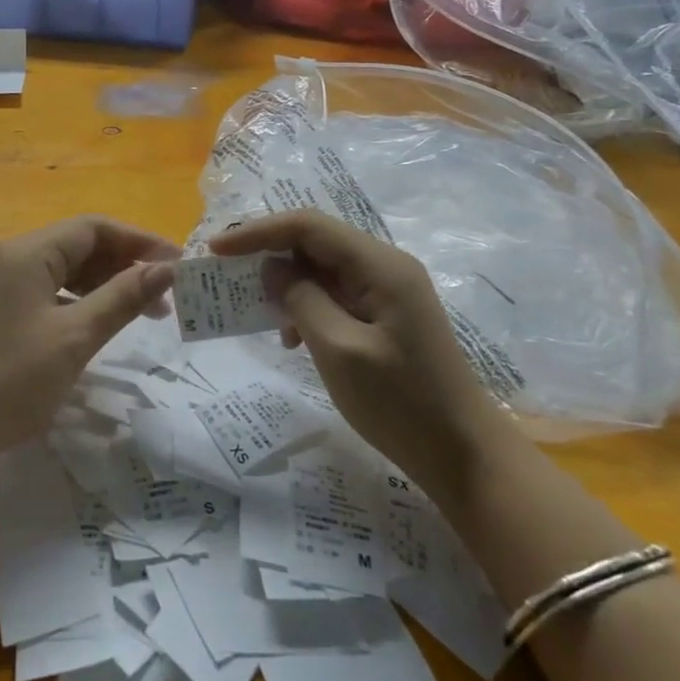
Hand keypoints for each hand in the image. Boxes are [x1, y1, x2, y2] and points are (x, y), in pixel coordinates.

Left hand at [0, 216, 177, 472]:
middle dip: (124, 264)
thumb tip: (168, 268)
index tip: (177, 264)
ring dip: (103, 284)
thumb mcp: (75, 338)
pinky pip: (45, 291)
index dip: (138, 241)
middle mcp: (9, 258)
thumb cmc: (11, 381)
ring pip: (63, 270)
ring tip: (142, 312)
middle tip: (164, 296)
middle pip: (77, 245)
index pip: (93, 227)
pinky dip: (77, 301)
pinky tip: (98, 323)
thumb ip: (123, 298)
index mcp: (26, 253)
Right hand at [210, 210, 491, 465]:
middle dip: (268, 252)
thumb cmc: (402, 404)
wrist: (463, 454)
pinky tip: (292, 338)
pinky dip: (307, 305)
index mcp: (380, 265)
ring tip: (256, 311)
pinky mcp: (386, 314)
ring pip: (322, 267)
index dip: (258, 231)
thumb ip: (302, 300)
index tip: (216, 249)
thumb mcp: (340, 351)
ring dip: (286, 283)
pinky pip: (336, 293)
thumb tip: (271, 268)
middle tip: (227, 275)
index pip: (308, 225)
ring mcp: (388, 290)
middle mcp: (385, 265)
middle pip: (315, 241)